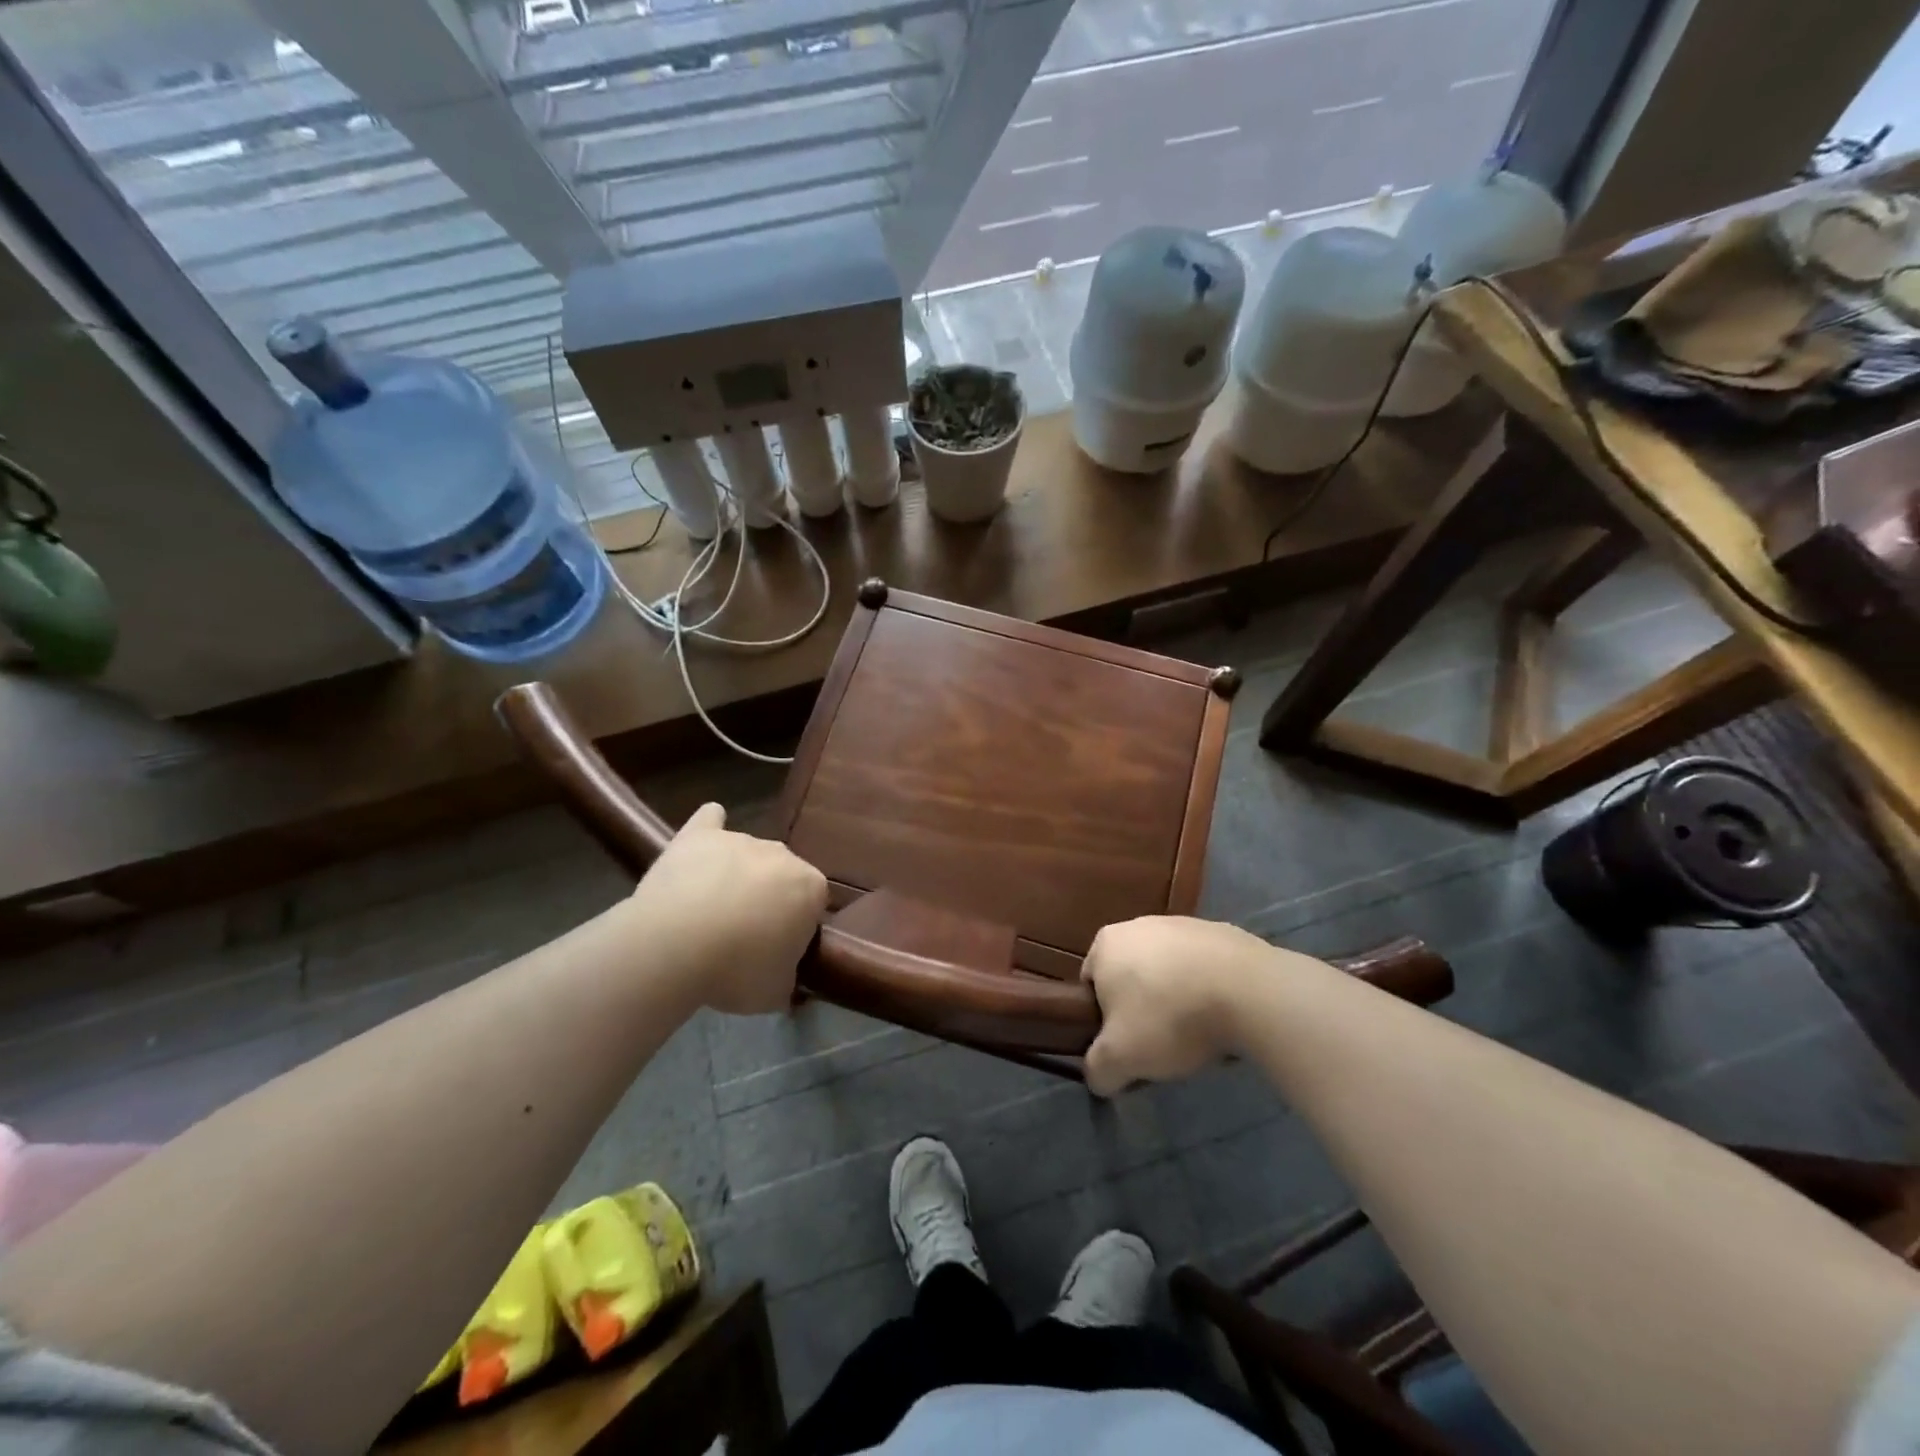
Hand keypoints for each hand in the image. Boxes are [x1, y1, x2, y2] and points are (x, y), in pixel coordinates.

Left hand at [624, 803, 828, 1014]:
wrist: (673, 945)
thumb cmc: (736, 970)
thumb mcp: (776, 994)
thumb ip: (789, 984)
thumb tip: (791, 987)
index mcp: (810, 887)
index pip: (813, 905)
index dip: (796, 929)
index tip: (776, 950)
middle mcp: (782, 854)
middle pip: (782, 876)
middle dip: (769, 899)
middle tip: (744, 935)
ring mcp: (739, 839)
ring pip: (747, 856)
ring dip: (737, 876)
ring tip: (709, 912)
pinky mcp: (699, 835)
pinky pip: (710, 821)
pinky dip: (710, 828)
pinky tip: (704, 840)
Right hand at [1080, 916, 1301, 1095]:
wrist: (1248, 991)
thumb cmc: (1169, 1018)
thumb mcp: (1121, 1058)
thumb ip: (1098, 1069)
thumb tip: (1098, 1076)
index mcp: (1106, 943)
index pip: (1091, 985)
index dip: (1103, 1020)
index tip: (1125, 1046)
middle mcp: (1139, 924)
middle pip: (1131, 976)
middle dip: (1142, 1008)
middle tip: (1160, 1044)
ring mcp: (1184, 924)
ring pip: (1170, 971)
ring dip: (1177, 999)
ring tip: (1198, 1034)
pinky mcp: (1223, 932)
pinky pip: (1205, 968)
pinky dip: (1209, 990)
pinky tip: (1224, 1016)